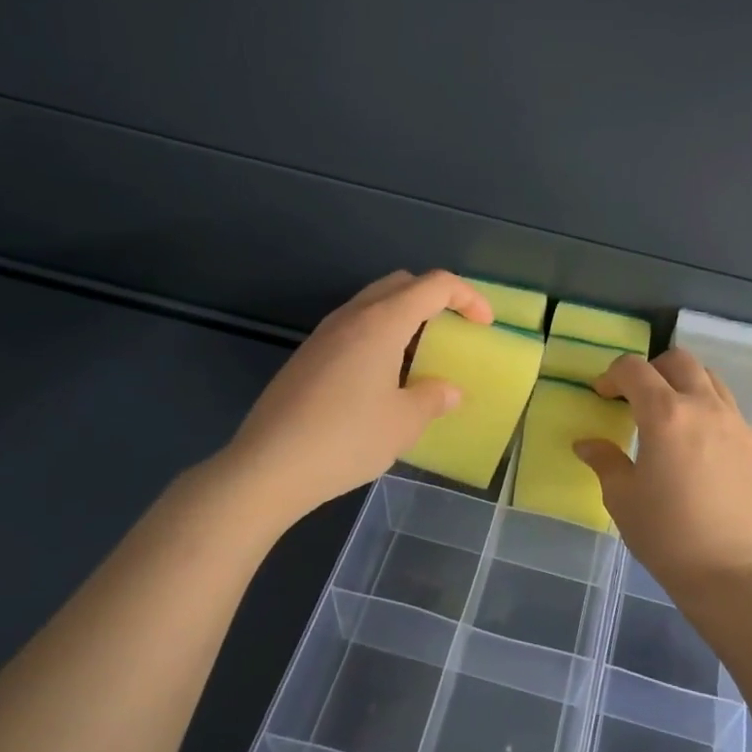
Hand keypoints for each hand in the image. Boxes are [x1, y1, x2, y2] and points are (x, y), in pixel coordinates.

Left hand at [205, 270, 491, 532]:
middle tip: (454, 331)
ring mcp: (324, 334)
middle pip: (402, 284)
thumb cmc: (345, 439)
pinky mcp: (307, 356)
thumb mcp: (403, 423)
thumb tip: (448, 390)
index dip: (468, 297)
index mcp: (382, 322)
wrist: (266, 468)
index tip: (485, 325)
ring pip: (374, 304)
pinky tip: (382, 379)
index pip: (435, 285)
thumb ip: (433, 399)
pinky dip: (380, 336)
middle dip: (435, 299)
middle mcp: (352, 316)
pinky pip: (354, 327)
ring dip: (405, 318)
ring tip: (420, 358)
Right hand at [574, 348, 751, 602]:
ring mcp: (734, 422)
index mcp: (665, 414)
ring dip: (682, 383)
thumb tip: (586, 443)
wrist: (731, 571)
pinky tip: (695, 441)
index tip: (602, 396)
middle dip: (651, 369)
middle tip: (635, 397)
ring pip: (708, 378)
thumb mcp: (622, 498)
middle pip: (678, 361)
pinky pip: (726, 406)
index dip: (612, 375)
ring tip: (668, 413)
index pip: (634, 369)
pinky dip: (706, 406)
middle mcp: (703, 406)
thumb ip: (605, 460)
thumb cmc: (667, 534)